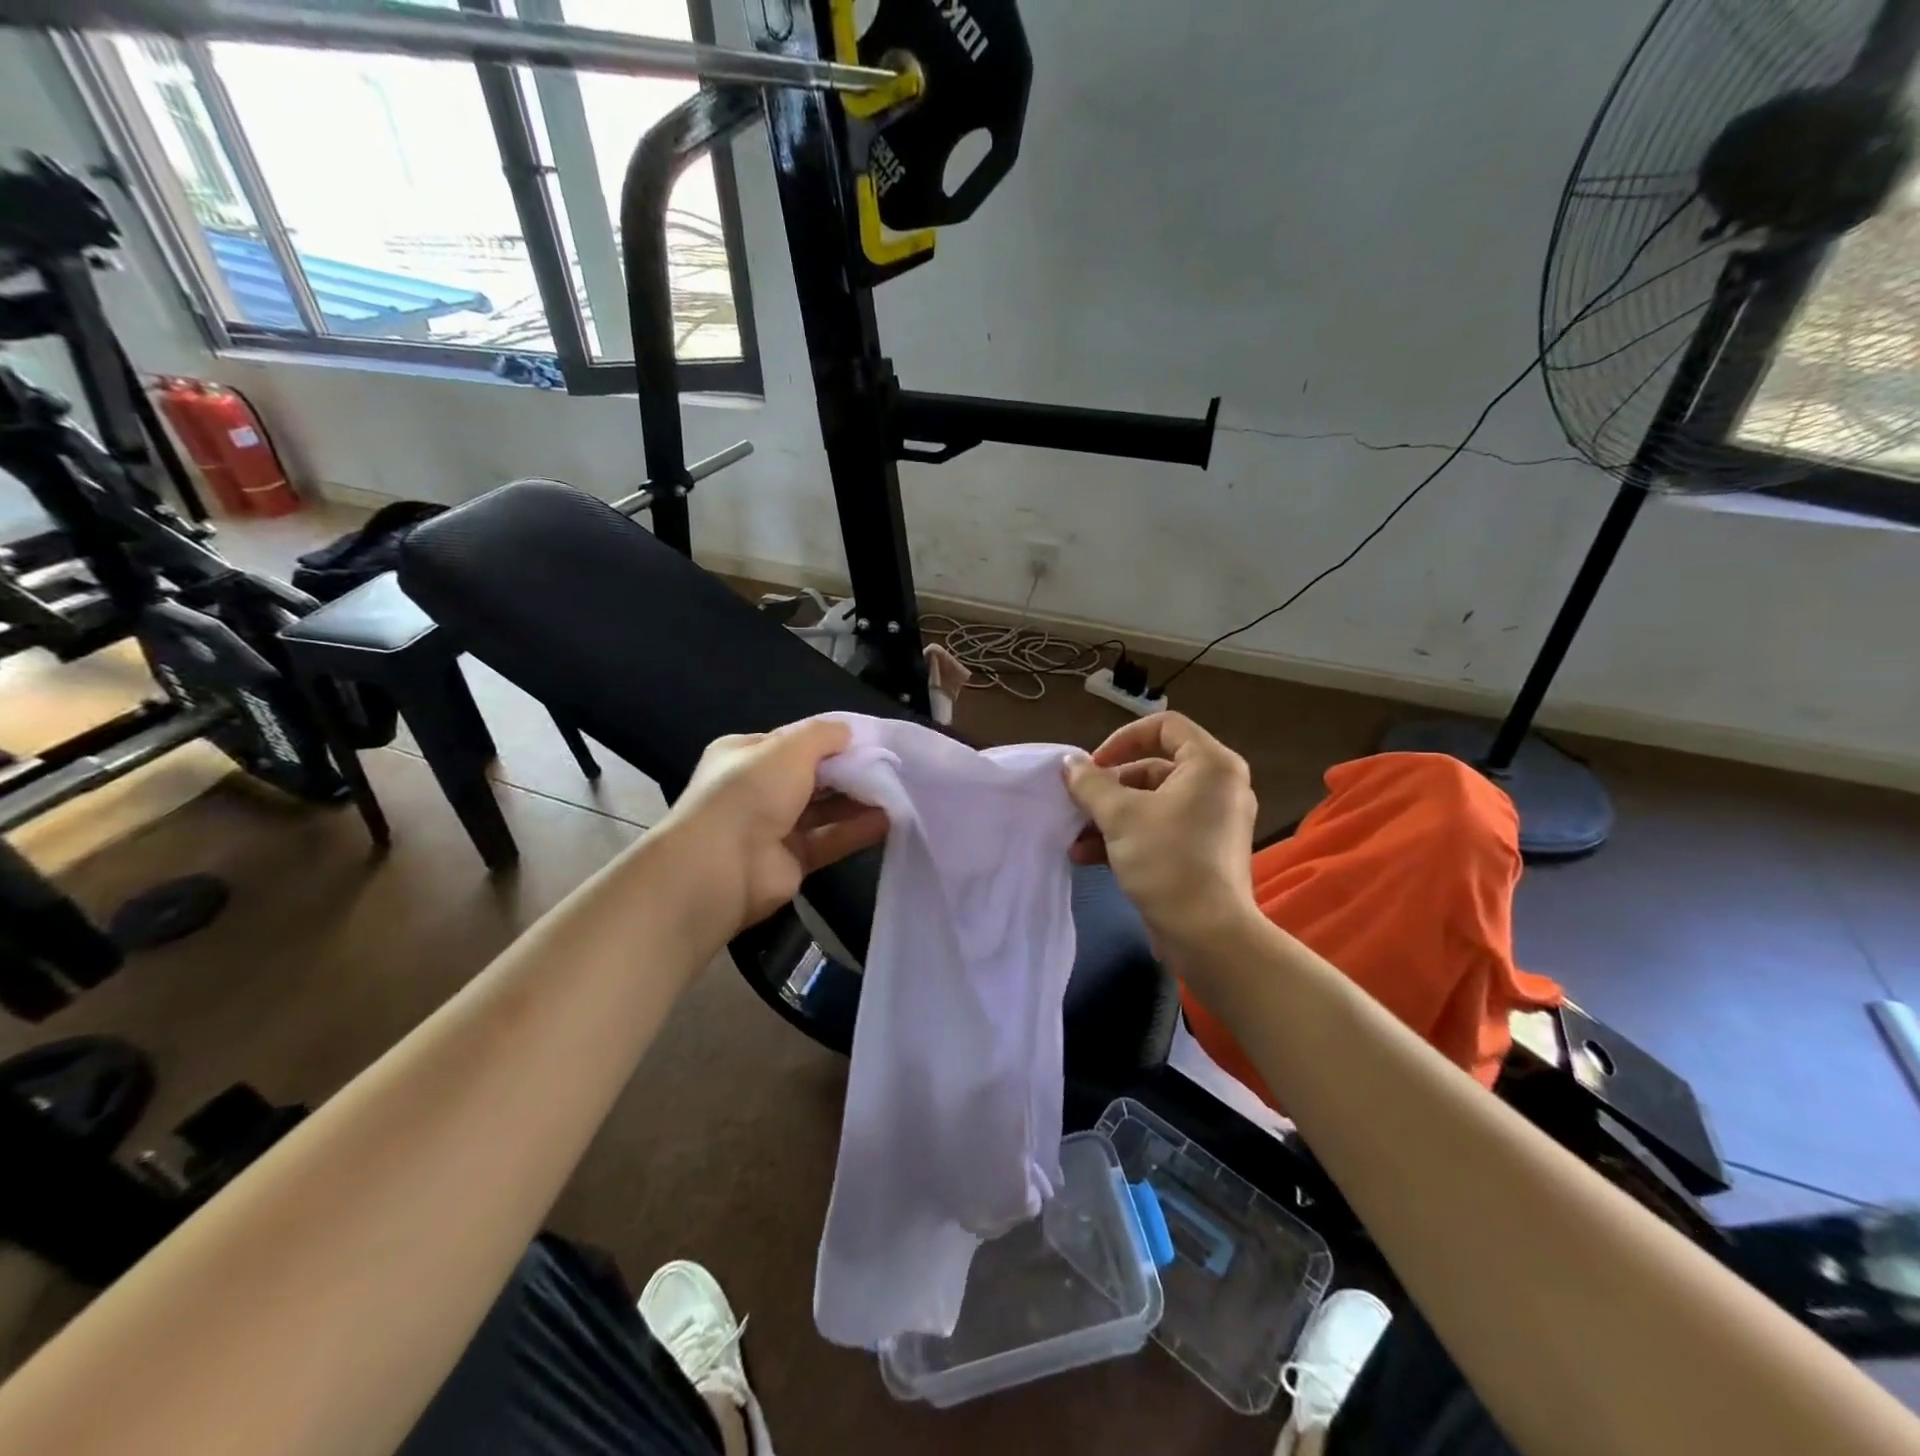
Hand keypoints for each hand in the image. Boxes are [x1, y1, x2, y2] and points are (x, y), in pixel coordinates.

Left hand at [655, 720, 886, 940]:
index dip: (829, 740)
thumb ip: (823, 735)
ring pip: (824, 809)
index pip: (793, 742)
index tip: (868, 741)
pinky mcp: (791, 861)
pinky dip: (857, 830)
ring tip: (896, 792)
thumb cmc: (750, 792)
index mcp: (745, 756)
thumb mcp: (789, 748)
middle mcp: (756, 790)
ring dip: (857, 801)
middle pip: (812, 776)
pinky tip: (888, 820)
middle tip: (890, 767)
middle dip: (847, 771)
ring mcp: (773, 828)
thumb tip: (851, 732)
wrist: (721, 867)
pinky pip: (830, 839)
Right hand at [1065, 712, 1258, 961]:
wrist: (1208, 935)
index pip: (1164, 726)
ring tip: (1075, 836)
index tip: (1094, 766)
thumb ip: (1090, 783)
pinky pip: (1161, 828)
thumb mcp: (1120, 816)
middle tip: (1078, 803)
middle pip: (1154, 767)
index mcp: (1211, 765)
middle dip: (1109, 787)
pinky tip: (1087, 856)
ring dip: (1110, 815)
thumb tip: (1069, 764)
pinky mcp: (1203, 851)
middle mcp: (1218, 786)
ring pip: (1152, 802)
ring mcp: (1213, 820)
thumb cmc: (1167, 861)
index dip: (1123, 739)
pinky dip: (1127, 835)